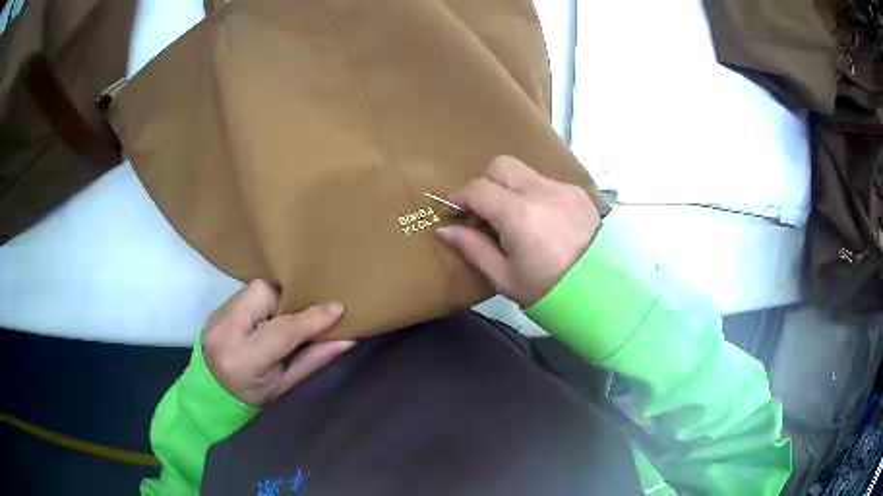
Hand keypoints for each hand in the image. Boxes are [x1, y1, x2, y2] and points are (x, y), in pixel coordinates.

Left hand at [202, 280, 354, 406]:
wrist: (210, 397)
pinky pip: (244, 295)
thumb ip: (313, 361)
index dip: (312, 318)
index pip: (283, 329)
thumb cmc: (252, 401)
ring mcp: (215, 318)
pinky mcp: (214, 311)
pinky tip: (265, 321)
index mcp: (243, 359)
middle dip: (286, 301)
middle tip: (298, 317)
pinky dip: (260, 303)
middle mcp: (225, 331)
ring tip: (280, 320)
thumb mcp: (285, 388)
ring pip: (253, 289)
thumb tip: (347, 339)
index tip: (338, 309)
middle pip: (263, 293)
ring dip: (273, 301)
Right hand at [437, 156, 600, 306]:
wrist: (602, 292)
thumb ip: (473, 248)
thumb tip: (445, 230)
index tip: (454, 213)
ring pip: (524, 172)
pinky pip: (546, 183)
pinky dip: (534, 194)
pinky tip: (541, 221)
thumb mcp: (505, 277)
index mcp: (518, 214)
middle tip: (483, 212)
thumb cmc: (549, 290)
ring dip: (510, 188)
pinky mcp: (577, 193)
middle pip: (500, 165)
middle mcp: (540, 191)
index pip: (477, 188)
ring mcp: (562, 189)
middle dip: (485, 183)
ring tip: (514, 219)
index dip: (459, 198)